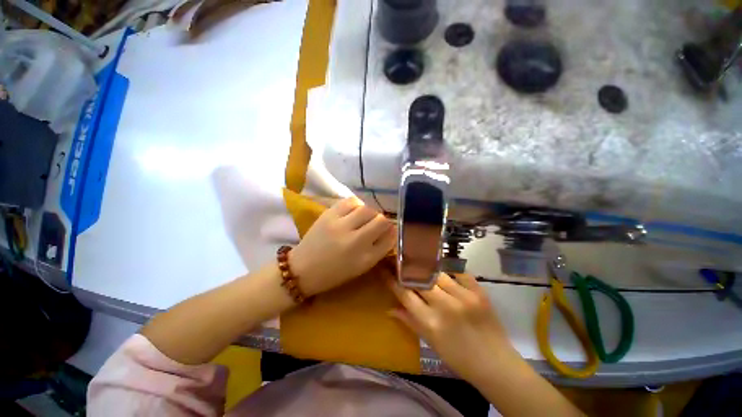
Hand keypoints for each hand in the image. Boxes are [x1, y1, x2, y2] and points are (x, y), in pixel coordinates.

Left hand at [290, 197, 395, 295]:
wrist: (303, 269)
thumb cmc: (335, 272)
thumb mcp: (361, 266)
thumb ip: (379, 249)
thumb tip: (391, 230)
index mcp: (365, 258)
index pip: (390, 238)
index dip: (392, 232)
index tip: (389, 231)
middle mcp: (355, 241)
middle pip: (381, 220)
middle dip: (382, 221)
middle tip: (375, 224)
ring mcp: (341, 226)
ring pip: (367, 209)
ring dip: (370, 212)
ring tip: (363, 218)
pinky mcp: (329, 215)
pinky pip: (351, 201)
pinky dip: (357, 204)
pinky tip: (353, 211)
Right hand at [389, 273, 516, 383]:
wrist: (495, 364)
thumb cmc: (459, 358)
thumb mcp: (431, 342)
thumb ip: (410, 321)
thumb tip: (389, 309)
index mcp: (431, 323)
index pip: (405, 294)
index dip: (392, 280)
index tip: (385, 270)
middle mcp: (445, 306)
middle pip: (419, 279)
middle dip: (407, 271)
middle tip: (402, 265)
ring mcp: (464, 296)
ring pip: (436, 273)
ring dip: (427, 271)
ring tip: (424, 269)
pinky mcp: (479, 291)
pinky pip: (459, 272)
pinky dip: (450, 271)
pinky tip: (447, 274)